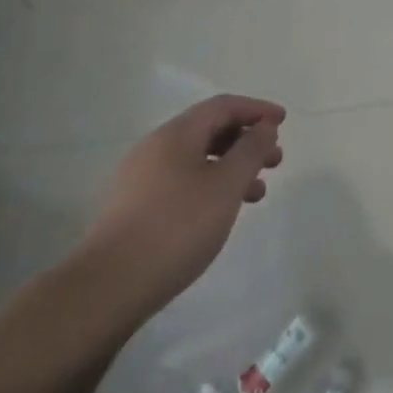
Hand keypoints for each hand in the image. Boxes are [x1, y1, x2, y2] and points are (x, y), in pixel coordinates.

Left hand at [76, 96, 286, 327]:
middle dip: (246, 140)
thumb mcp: (225, 186)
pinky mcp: (134, 207)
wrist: (109, 287)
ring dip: (231, 166)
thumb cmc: (176, 227)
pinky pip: (182, 180)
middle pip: (209, 129)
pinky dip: (210, 185)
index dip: (256, 110)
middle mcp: (156, 147)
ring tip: (257, 193)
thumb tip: (264, 127)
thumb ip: (250, 151)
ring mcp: (141, 178)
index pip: (223, 106)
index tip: (282, 122)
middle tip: (275, 161)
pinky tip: (221, 212)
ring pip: (197, 158)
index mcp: (176, 134)